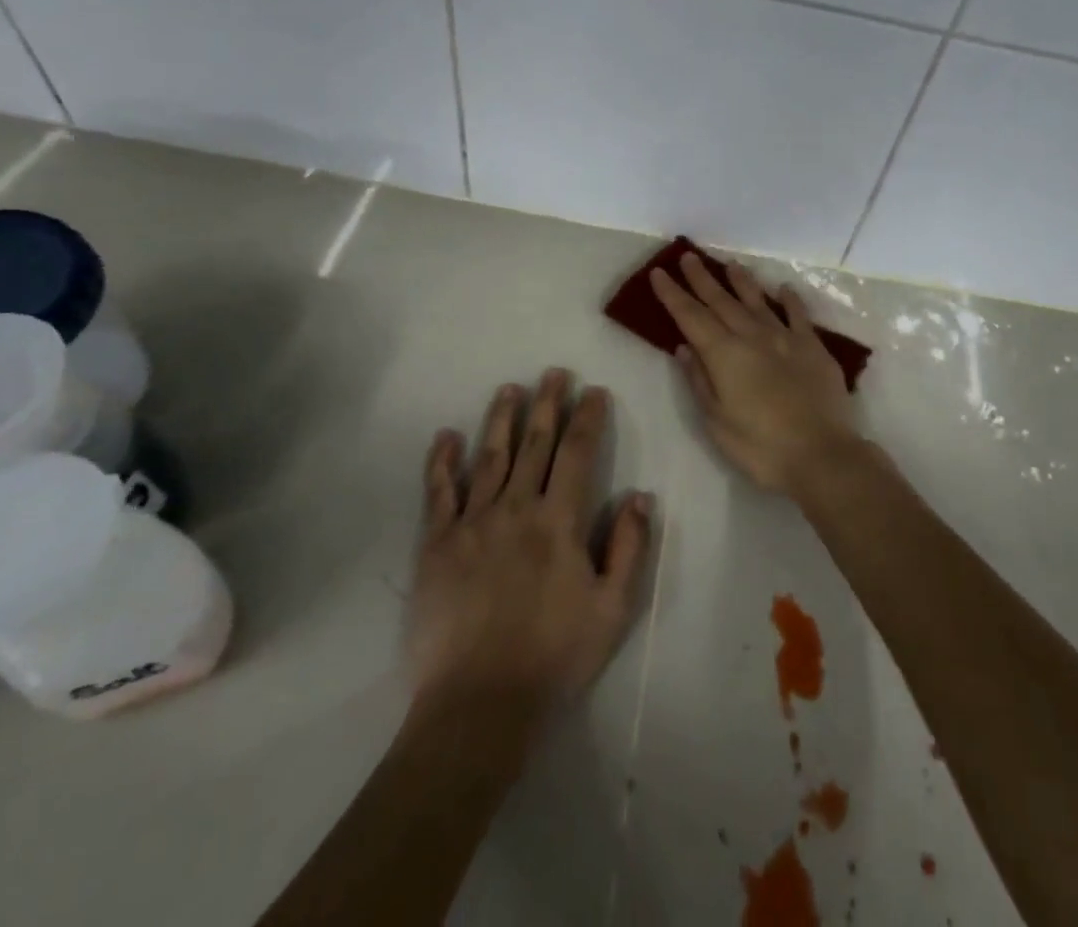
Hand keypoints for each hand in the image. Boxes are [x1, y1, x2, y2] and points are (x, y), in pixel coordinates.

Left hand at [409, 369, 653, 713]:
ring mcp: (472, 524)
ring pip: (490, 457)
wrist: (478, 705)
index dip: (588, 418)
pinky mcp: (437, 545)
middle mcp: (516, 509)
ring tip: (510, 388)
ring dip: (501, 419)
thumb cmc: (554, 656)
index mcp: (560, 522)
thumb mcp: (612, 609)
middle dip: (548, 404)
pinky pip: (439, 493)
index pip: (578, 454)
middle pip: (535, 444)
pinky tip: (446, 437)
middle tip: (553, 372)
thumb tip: (640, 495)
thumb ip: (630, 548)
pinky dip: (442, 462)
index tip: (594, 391)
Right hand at [650, 252, 857, 494]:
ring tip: (729, 265)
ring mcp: (786, 338)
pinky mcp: (814, 347)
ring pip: (758, 301)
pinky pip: (798, 315)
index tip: (659, 273)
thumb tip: (684, 348)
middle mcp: (752, 336)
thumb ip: (700, 380)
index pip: (691, 317)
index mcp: (724, 354)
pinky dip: (789, 300)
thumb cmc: (760, 446)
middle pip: (722, 301)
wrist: (821, 454)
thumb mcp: (717, 421)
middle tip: (688, 256)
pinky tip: (783, 289)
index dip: (673, 294)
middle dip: (702, 278)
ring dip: (741, 281)